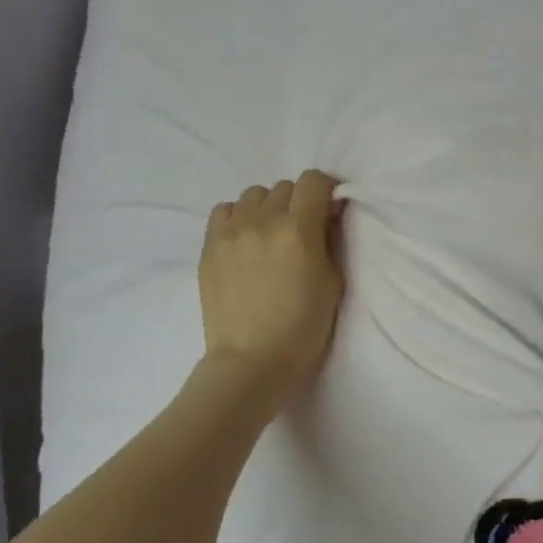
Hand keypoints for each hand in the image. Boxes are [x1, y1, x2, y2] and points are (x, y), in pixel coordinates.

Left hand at [199, 172, 345, 402]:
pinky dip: (238, 217)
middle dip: (298, 203)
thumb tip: (327, 212)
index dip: (325, 191)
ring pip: (254, 195)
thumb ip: (331, 239)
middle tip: (300, 231)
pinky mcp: (209, 246)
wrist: (251, 361)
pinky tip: (244, 239)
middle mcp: (263, 220)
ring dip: (267, 208)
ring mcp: (231, 231)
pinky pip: (225, 210)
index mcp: (298, 229)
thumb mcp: (333, 282)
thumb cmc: (303, 328)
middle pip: (285, 187)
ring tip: (269, 235)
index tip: (327, 211)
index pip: (314, 181)